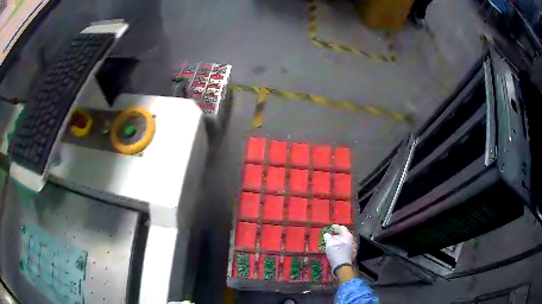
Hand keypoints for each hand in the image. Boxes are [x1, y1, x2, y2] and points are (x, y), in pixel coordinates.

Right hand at [323, 224, 354, 274]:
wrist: (342, 266)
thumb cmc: (336, 252)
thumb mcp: (329, 243)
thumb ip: (327, 237)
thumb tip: (327, 234)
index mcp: (347, 236)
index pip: (342, 228)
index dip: (336, 227)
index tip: (331, 227)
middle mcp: (352, 240)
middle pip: (344, 235)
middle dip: (336, 235)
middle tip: (330, 236)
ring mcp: (352, 248)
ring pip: (344, 242)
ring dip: (338, 242)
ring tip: (331, 244)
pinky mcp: (351, 254)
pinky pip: (345, 248)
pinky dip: (340, 247)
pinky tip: (335, 250)